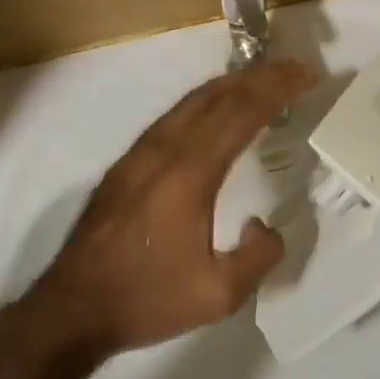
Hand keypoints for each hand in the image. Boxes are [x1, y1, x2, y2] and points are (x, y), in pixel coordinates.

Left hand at [35, 59, 317, 355]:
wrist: (71, 309)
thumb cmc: (147, 299)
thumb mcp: (218, 295)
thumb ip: (258, 257)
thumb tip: (267, 226)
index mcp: (190, 174)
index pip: (242, 114)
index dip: (278, 89)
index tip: (308, 75)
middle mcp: (164, 150)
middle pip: (219, 96)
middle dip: (261, 77)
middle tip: (295, 69)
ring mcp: (140, 152)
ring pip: (193, 101)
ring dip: (233, 84)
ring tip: (264, 79)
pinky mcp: (127, 163)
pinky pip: (175, 115)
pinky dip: (207, 101)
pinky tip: (217, 110)